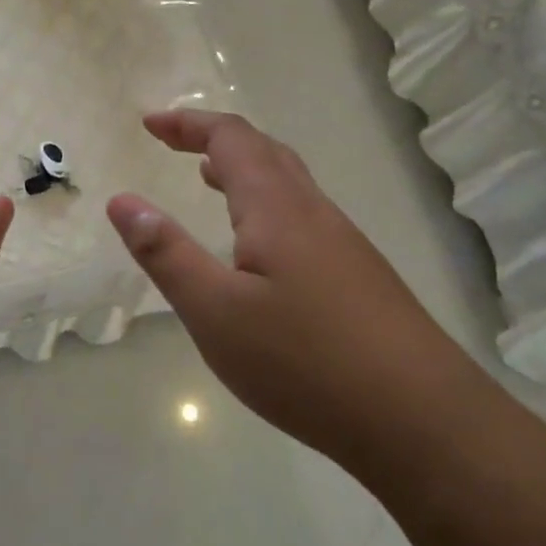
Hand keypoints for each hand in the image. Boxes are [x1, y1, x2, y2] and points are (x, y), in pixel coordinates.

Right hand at [107, 110, 473, 467]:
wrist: (423, 421)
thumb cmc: (305, 362)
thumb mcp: (215, 312)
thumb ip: (165, 254)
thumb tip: (122, 200)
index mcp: (276, 209)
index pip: (231, 139)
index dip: (188, 124)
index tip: (149, 124)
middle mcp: (314, 212)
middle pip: (264, 150)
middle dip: (214, 137)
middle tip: (172, 142)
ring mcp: (344, 244)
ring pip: (289, 183)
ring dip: (244, 168)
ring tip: (207, 179)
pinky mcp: (360, 276)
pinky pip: (303, 215)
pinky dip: (266, 203)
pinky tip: (259, 246)